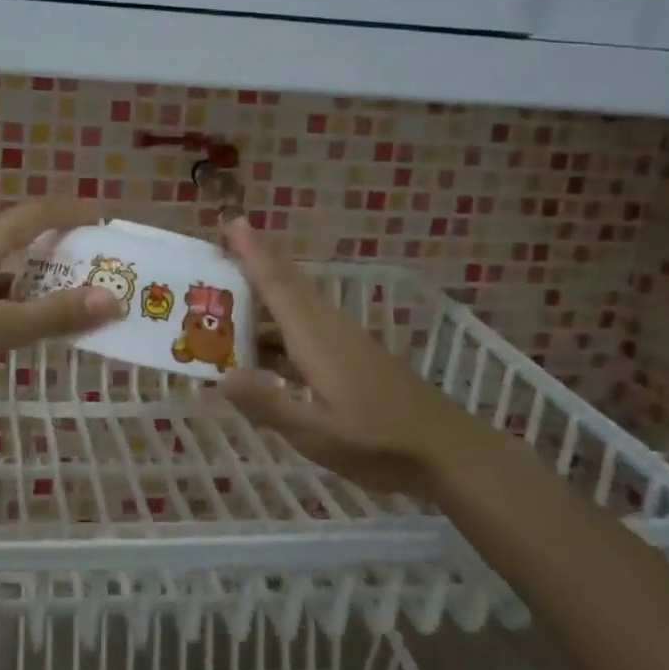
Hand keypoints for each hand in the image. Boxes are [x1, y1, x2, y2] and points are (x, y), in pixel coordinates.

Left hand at [0, 200, 122, 392]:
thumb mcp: (0, 330)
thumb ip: (55, 315)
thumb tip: (111, 300)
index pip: (36, 214)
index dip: (71, 211)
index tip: (101, 215)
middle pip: (12, 235)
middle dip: (48, 248)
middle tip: (79, 265)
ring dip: (20, 274)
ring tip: (44, 298)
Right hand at [220, 219, 479, 496]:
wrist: (448, 450)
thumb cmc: (380, 442)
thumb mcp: (318, 435)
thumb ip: (269, 405)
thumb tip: (221, 376)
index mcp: (315, 338)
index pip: (276, 284)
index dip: (251, 251)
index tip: (230, 219)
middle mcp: (327, 328)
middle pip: (287, 283)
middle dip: (254, 259)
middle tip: (220, 242)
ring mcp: (342, 341)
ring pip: (296, 303)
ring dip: (264, 291)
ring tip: (227, 293)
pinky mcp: (351, 355)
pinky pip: (305, 325)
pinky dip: (277, 323)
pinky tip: (262, 347)